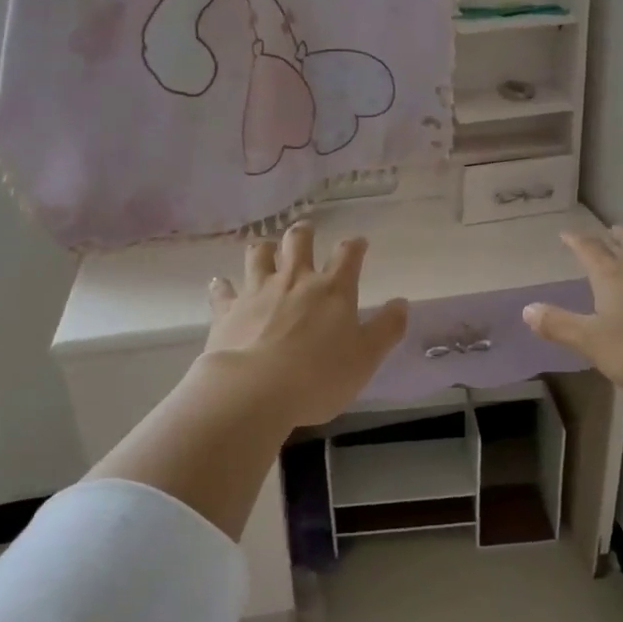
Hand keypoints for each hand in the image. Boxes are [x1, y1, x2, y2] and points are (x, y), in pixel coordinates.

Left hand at [203, 220, 409, 426]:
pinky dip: (223, 286)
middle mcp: (295, 281)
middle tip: (305, 231)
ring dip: (264, 249)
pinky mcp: (228, 310)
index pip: (347, 255)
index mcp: (332, 290)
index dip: (355, 245)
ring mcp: (257, 291)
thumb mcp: (366, 358)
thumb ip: (386, 329)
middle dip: (303, 233)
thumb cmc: (319, 376)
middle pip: (298, 242)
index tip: (359, 243)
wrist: (254, 390)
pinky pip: (223, 290)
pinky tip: (221, 284)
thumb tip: (401, 303)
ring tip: (266, 249)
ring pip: (259, 255)